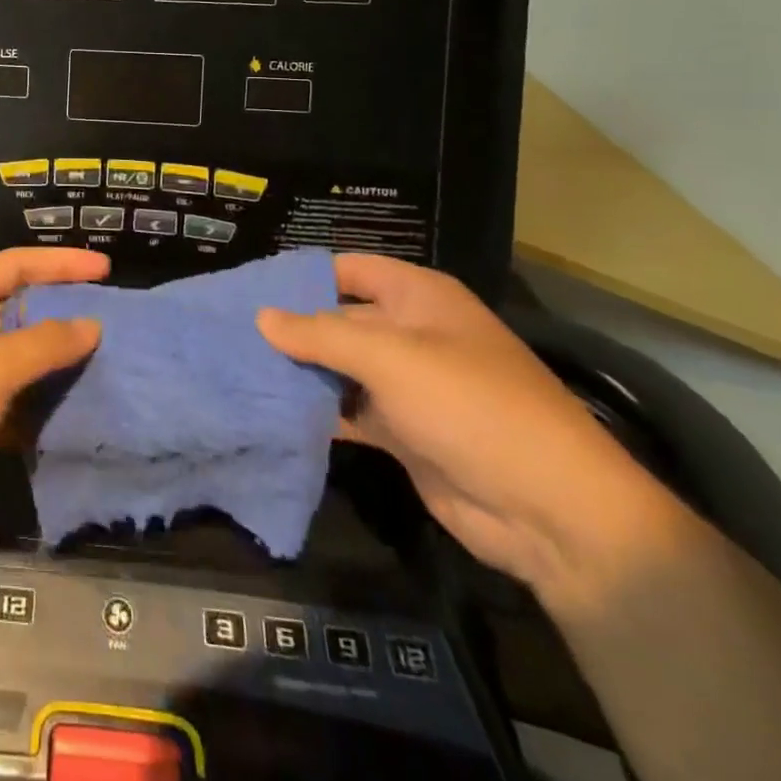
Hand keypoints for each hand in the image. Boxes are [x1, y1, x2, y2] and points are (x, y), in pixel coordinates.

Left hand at [0, 247, 107, 575]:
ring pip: (15, 359)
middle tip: (114, 321)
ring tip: (105, 365)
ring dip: (53, 363)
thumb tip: (92, 324)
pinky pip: (8, 401)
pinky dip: (36, 405)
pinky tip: (72, 413)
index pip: (16, 265)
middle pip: (16, 309)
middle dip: (61, 314)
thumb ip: (44, 344)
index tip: (107, 269)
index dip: (62, 263)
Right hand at [258, 255, 688, 611]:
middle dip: (291, 327)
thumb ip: (320, 335)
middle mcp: (411, 333)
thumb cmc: (470, 406)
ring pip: (340, 367)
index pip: (348, 269)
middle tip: (229, 333)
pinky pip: (350, 410)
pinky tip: (271, 412)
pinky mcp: (403, 431)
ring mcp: (408, 385)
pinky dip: (317, 411)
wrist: (552, 512)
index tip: (248, 287)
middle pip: (338, 319)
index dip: (301, 275)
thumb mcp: (389, 358)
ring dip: (300, 371)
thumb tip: (261, 316)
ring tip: (237, 369)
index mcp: (418, 298)